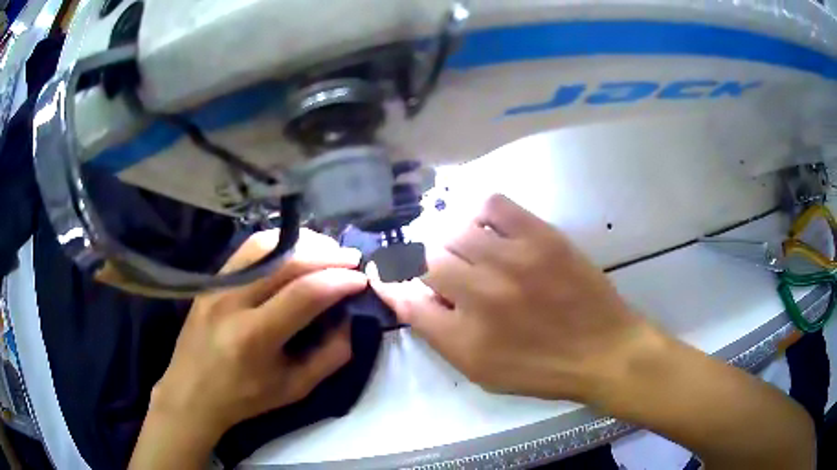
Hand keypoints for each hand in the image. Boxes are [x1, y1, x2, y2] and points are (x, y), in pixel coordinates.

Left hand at [149, 229, 366, 441]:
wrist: (191, 392)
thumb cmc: (244, 398)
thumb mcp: (295, 389)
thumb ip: (330, 356)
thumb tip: (351, 320)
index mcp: (254, 337)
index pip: (304, 294)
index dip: (339, 281)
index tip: (362, 280)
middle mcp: (232, 301)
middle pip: (287, 261)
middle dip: (327, 255)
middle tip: (352, 260)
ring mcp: (218, 284)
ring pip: (266, 245)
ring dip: (303, 243)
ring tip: (327, 251)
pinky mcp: (212, 279)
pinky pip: (248, 249)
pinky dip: (279, 244)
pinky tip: (295, 252)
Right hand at [374, 194, 648, 400]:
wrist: (602, 350)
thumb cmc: (541, 369)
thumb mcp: (482, 370)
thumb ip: (440, 334)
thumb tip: (410, 296)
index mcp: (464, 338)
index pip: (405, 300)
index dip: (386, 281)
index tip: (382, 271)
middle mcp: (481, 296)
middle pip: (423, 259)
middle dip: (418, 260)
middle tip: (432, 264)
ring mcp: (513, 261)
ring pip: (454, 230)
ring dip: (449, 239)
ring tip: (464, 248)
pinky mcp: (541, 237)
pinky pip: (493, 206)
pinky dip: (480, 212)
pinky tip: (487, 225)